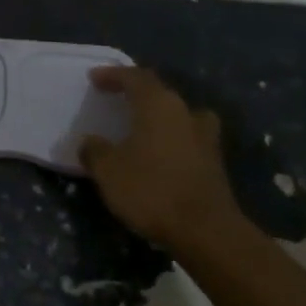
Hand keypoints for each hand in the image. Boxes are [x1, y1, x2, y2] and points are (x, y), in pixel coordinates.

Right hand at [79, 66, 238, 250]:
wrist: (206, 231)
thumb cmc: (152, 190)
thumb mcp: (109, 171)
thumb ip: (95, 151)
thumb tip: (90, 142)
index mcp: (158, 104)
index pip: (134, 77)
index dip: (113, 75)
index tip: (95, 78)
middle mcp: (184, 111)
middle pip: (158, 92)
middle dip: (136, 93)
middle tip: (116, 98)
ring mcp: (204, 136)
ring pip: (178, 114)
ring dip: (159, 115)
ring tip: (143, 125)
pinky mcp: (214, 162)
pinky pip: (187, 137)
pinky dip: (171, 139)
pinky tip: (160, 154)